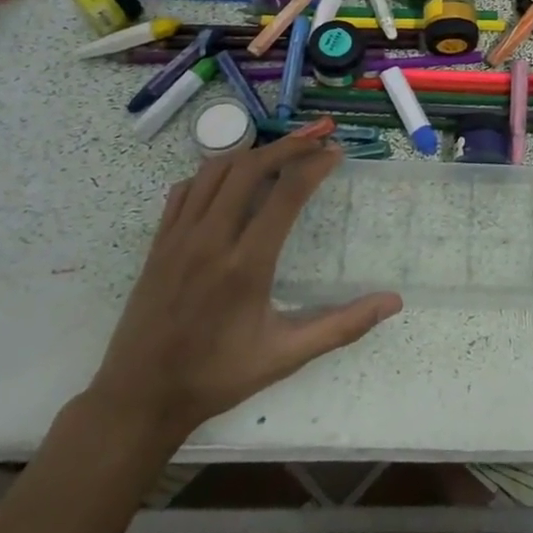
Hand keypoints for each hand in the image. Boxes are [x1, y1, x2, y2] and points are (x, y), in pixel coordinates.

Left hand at [86, 123, 402, 449]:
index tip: (336, 152)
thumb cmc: (218, 376)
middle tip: (320, 134)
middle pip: (250, 168)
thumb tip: (393, 302)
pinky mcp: (159, 242)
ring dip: (253, 152)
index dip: (314, 165)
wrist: (139, 398)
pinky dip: (214, 173)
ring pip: (216, 170)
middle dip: (289, 144)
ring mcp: (179, 237)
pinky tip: (231, 180)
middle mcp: (211, 240)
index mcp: (246, 265)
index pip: (285, 194)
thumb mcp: (286, 356)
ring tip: (283, 150)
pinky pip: (186, 189)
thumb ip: (342, 326)